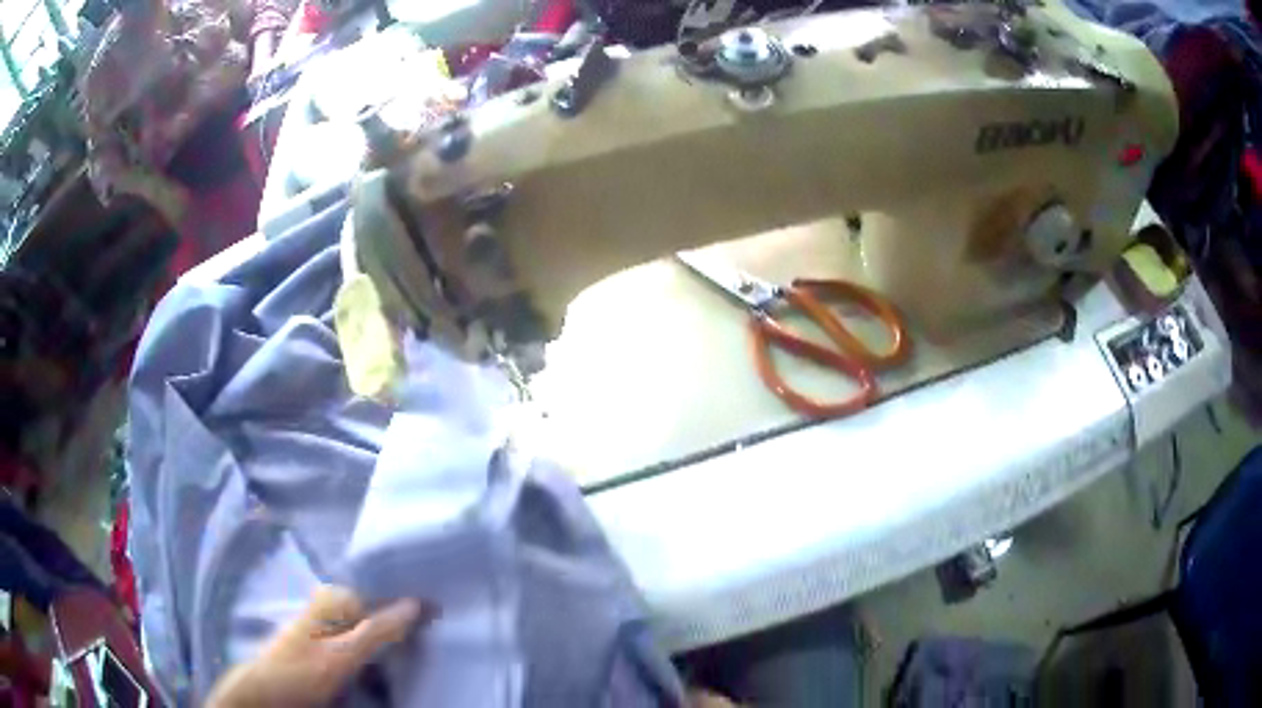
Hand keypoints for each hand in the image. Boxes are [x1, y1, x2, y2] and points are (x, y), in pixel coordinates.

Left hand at [206, 586, 428, 707]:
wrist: (267, 694)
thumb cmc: (301, 673)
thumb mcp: (343, 656)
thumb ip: (379, 629)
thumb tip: (419, 602)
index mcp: (336, 597)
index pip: (387, 591)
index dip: (417, 601)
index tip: (448, 614)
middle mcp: (333, 603)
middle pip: (382, 608)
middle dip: (409, 620)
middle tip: (442, 633)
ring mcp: (331, 623)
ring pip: (376, 626)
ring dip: (398, 637)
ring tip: (428, 646)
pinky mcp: (331, 643)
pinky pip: (366, 640)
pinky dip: (383, 649)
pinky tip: (399, 659)